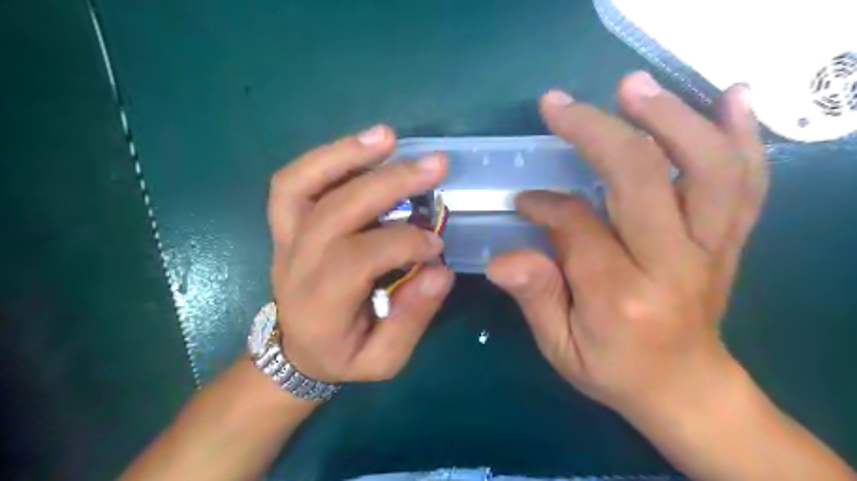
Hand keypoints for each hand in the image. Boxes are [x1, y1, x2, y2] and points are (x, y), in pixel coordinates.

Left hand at [268, 126, 453, 385]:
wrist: (296, 351)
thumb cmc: (343, 355)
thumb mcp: (384, 359)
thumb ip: (411, 318)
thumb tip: (440, 271)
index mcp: (320, 304)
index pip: (359, 258)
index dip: (403, 243)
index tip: (436, 243)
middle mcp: (296, 265)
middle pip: (337, 211)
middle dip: (390, 184)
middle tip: (435, 165)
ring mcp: (285, 239)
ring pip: (302, 185)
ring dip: (347, 155)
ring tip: (388, 136)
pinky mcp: (286, 224)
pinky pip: (295, 181)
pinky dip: (326, 158)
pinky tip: (364, 144)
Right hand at [485, 72, 767, 417]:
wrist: (686, 387)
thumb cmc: (614, 369)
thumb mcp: (560, 347)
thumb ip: (535, 297)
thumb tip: (500, 259)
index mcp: (621, 295)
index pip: (578, 225)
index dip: (545, 204)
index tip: (524, 200)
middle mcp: (674, 263)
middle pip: (641, 178)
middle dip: (596, 132)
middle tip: (560, 104)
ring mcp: (712, 247)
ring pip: (705, 168)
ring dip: (670, 117)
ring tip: (633, 87)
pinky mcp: (730, 239)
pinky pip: (747, 182)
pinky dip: (742, 135)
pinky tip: (731, 98)